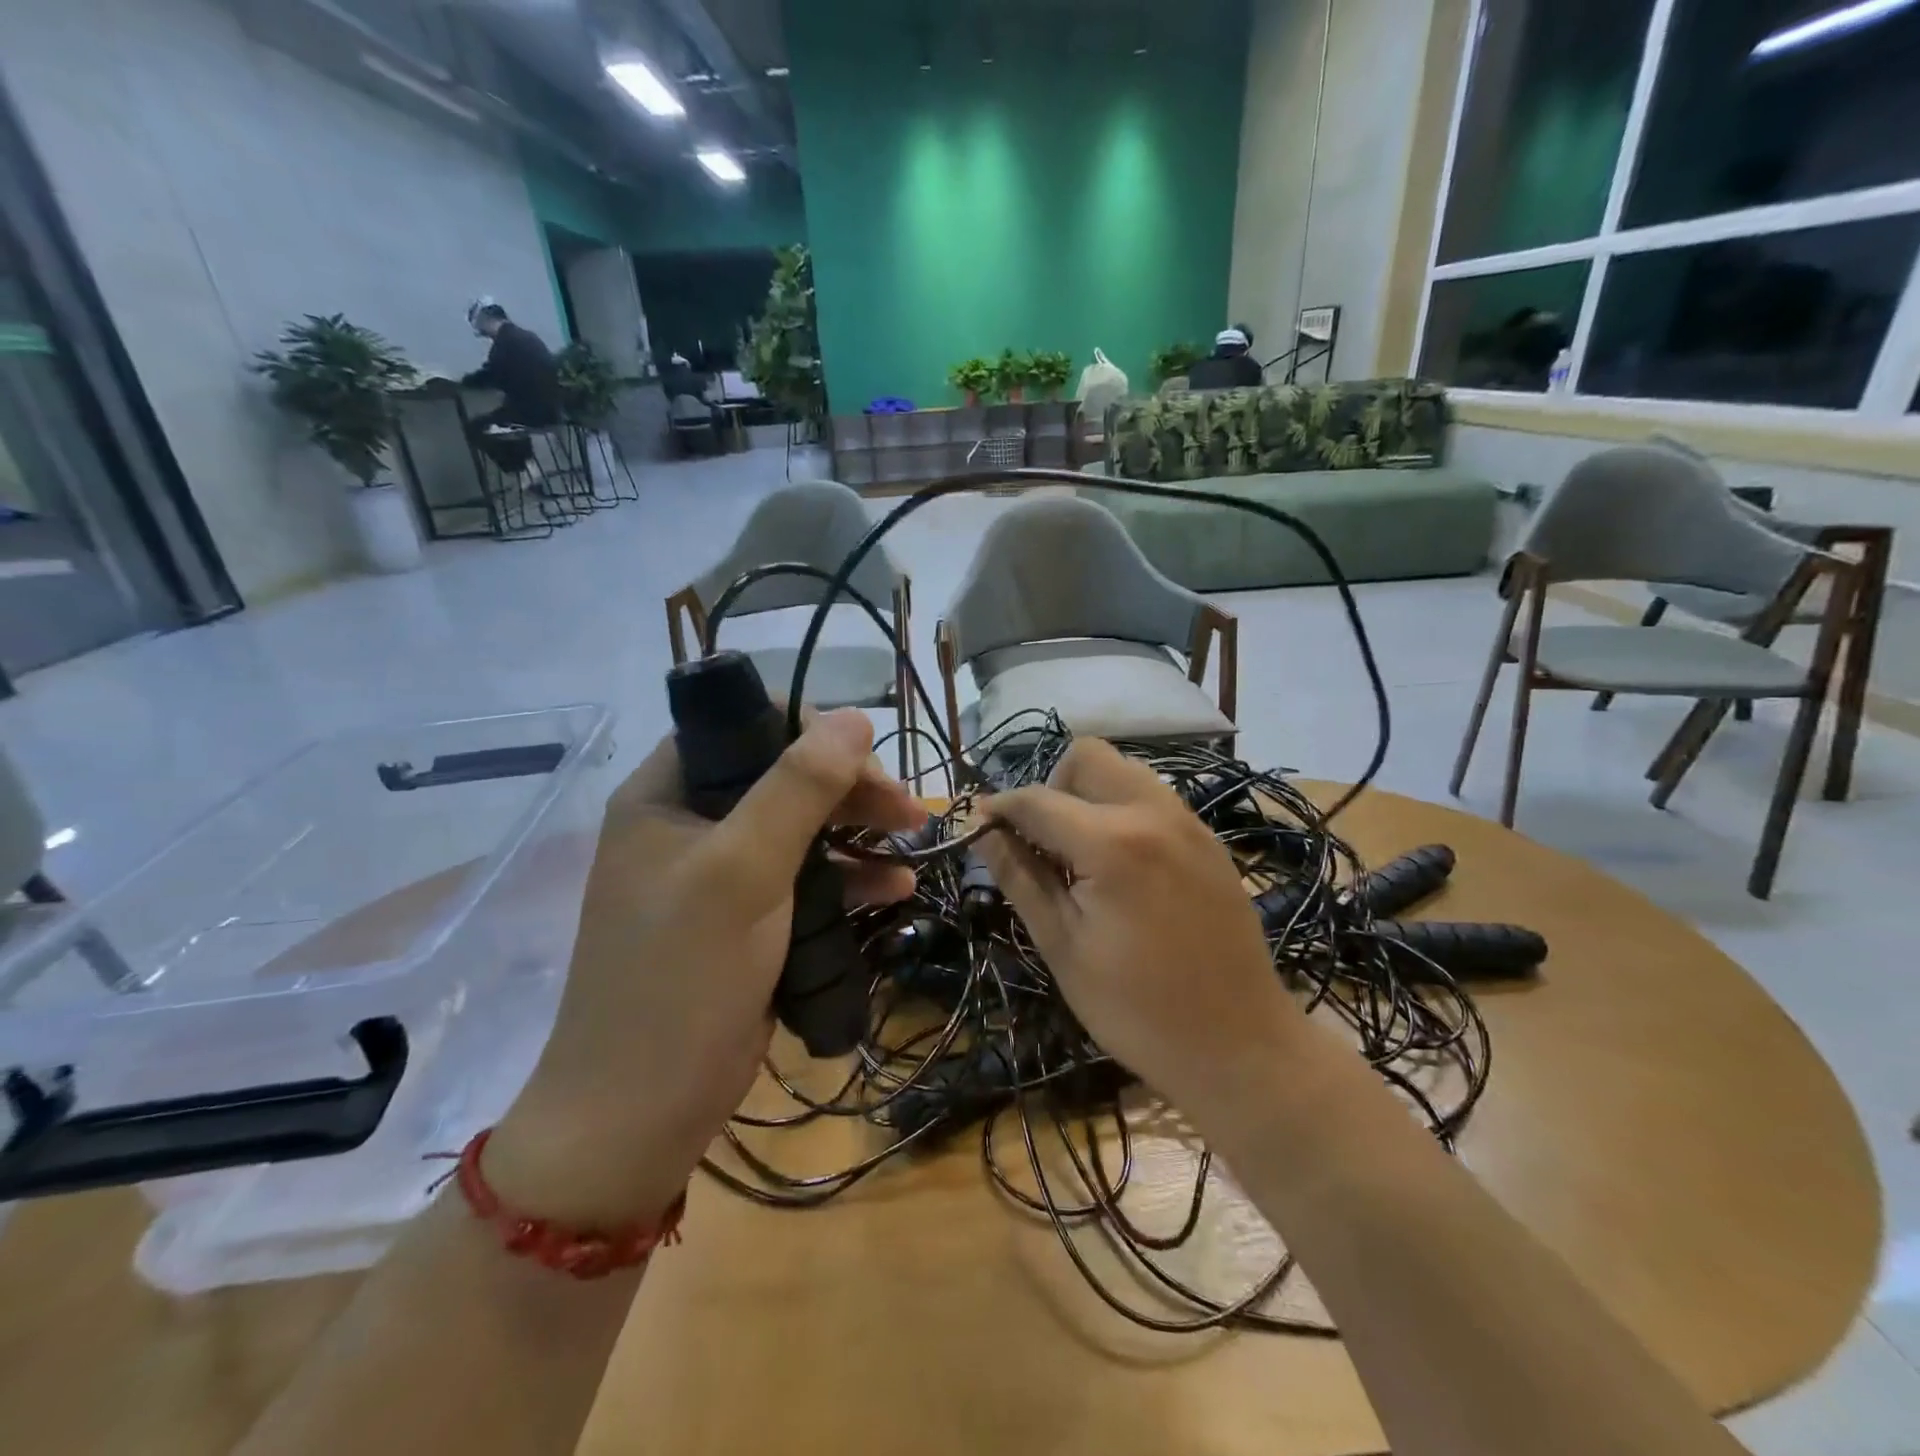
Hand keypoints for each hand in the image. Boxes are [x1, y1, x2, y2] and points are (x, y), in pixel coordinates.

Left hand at [487, 710, 922, 1223]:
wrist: (637, 1116)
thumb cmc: (681, 978)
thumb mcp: (741, 872)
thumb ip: (797, 789)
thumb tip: (855, 717)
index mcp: (666, 795)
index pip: (743, 728)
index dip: (808, 733)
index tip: (866, 760)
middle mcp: (689, 824)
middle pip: (780, 778)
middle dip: (848, 788)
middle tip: (907, 809)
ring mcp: (718, 876)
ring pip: (800, 828)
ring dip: (858, 830)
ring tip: (914, 839)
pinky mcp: (745, 922)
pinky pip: (804, 879)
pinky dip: (849, 877)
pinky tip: (895, 887)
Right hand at [977, 739, 1291, 1115]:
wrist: (1241, 1045)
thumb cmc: (1137, 1008)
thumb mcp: (1063, 947)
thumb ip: (1020, 877)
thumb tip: (981, 832)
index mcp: (1111, 842)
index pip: (1037, 799)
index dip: (999, 808)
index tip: (978, 826)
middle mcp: (1153, 812)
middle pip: (1087, 756)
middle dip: (1051, 785)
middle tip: (1041, 842)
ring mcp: (1189, 822)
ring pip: (1124, 770)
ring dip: (1089, 794)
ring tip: (1079, 853)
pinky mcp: (1208, 840)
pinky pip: (1154, 798)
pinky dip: (1123, 810)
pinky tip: (1120, 866)